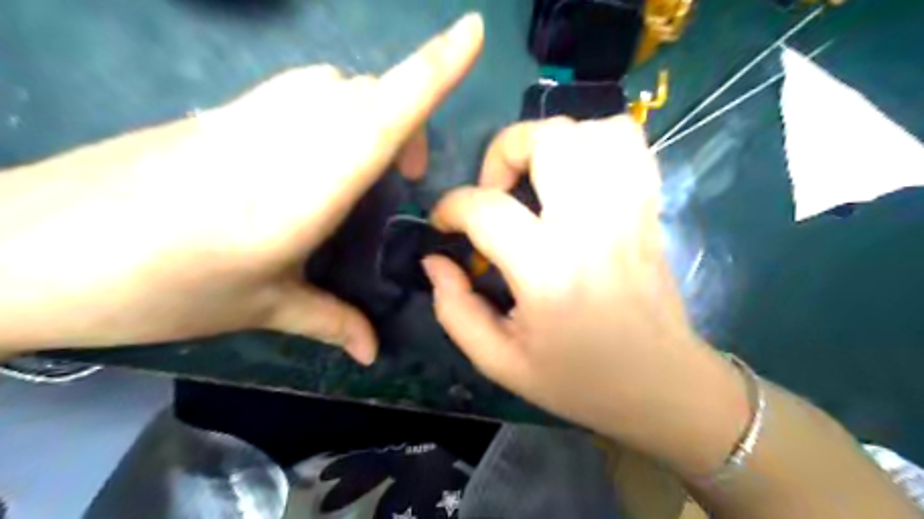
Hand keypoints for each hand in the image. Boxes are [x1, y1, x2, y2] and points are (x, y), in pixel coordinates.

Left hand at [0, 14, 484, 362]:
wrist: (26, 250)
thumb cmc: (156, 286)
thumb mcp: (259, 308)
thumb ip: (329, 321)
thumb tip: (373, 352)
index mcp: (306, 185)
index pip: (384, 112)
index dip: (434, 67)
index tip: (473, 29)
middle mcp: (285, 134)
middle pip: (368, 93)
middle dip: (406, 120)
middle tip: (404, 180)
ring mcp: (248, 113)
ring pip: (335, 86)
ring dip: (368, 114)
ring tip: (363, 173)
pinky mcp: (222, 112)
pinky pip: (300, 94)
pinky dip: (331, 114)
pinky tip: (313, 161)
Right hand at [425, 117, 749, 472]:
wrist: (661, 385)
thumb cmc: (578, 380)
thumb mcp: (500, 362)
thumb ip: (454, 310)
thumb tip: (435, 261)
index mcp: (549, 271)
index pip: (486, 208)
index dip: (450, 208)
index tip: (443, 224)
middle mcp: (592, 227)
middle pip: (548, 139)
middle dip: (504, 150)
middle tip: (495, 190)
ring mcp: (628, 211)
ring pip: (592, 130)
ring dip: (551, 143)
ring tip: (535, 179)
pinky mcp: (649, 209)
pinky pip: (629, 143)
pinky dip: (596, 141)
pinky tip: (578, 175)